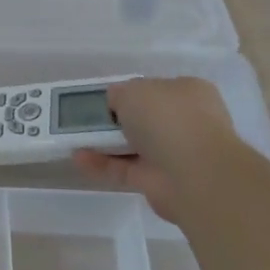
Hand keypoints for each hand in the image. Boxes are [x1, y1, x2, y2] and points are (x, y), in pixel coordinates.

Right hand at [72, 77, 236, 222]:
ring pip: (134, 145)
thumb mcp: (133, 90)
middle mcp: (186, 122)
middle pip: (145, 119)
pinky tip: (79, 158)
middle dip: (117, 120)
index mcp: (189, 93)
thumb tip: (115, 102)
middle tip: (88, 120)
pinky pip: (126, 169)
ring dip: (106, 143)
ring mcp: (175, 154)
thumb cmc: (167, 118)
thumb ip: (119, 93)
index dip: (130, 92)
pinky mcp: (160, 181)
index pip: (156, 89)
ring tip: (75, 139)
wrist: (193, 172)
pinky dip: (102, 164)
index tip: (106, 99)